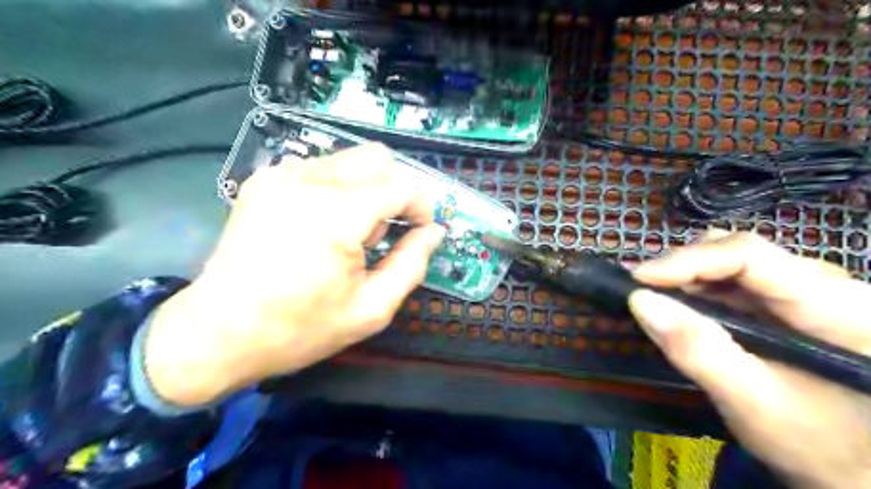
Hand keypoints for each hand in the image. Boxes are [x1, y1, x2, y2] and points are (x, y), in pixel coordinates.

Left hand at [142, 145, 441, 407]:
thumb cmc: (299, 328)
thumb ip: (411, 264)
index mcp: (337, 214)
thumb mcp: (370, 309)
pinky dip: (337, 189)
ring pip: (349, 161)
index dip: (421, 207)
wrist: (218, 332)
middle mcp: (309, 180)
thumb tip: (434, 232)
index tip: (422, 231)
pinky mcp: (264, 179)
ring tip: (349, 234)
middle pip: (377, 159)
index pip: (401, 186)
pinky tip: (323, 225)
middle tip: (381, 234)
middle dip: (393, 192)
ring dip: (365, 190)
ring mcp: (281, 175)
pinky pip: (320, 168)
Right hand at [626, 231, 870, 488]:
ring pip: (733, 262)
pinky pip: (735, 281)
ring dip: (688, 278)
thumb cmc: (820, 445)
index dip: (688, 260)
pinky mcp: (791, 303)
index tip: (639, 280)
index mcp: (834, 305)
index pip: (749, 255)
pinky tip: (685, 311)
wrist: (862, 472)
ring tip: (659, 302)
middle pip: (739, 251)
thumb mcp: (752, 402)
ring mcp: (809, 291)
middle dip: (684, 268)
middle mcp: (826, 284)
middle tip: (644, 293)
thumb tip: (640, 301)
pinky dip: (700, 291)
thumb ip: (697, 350)